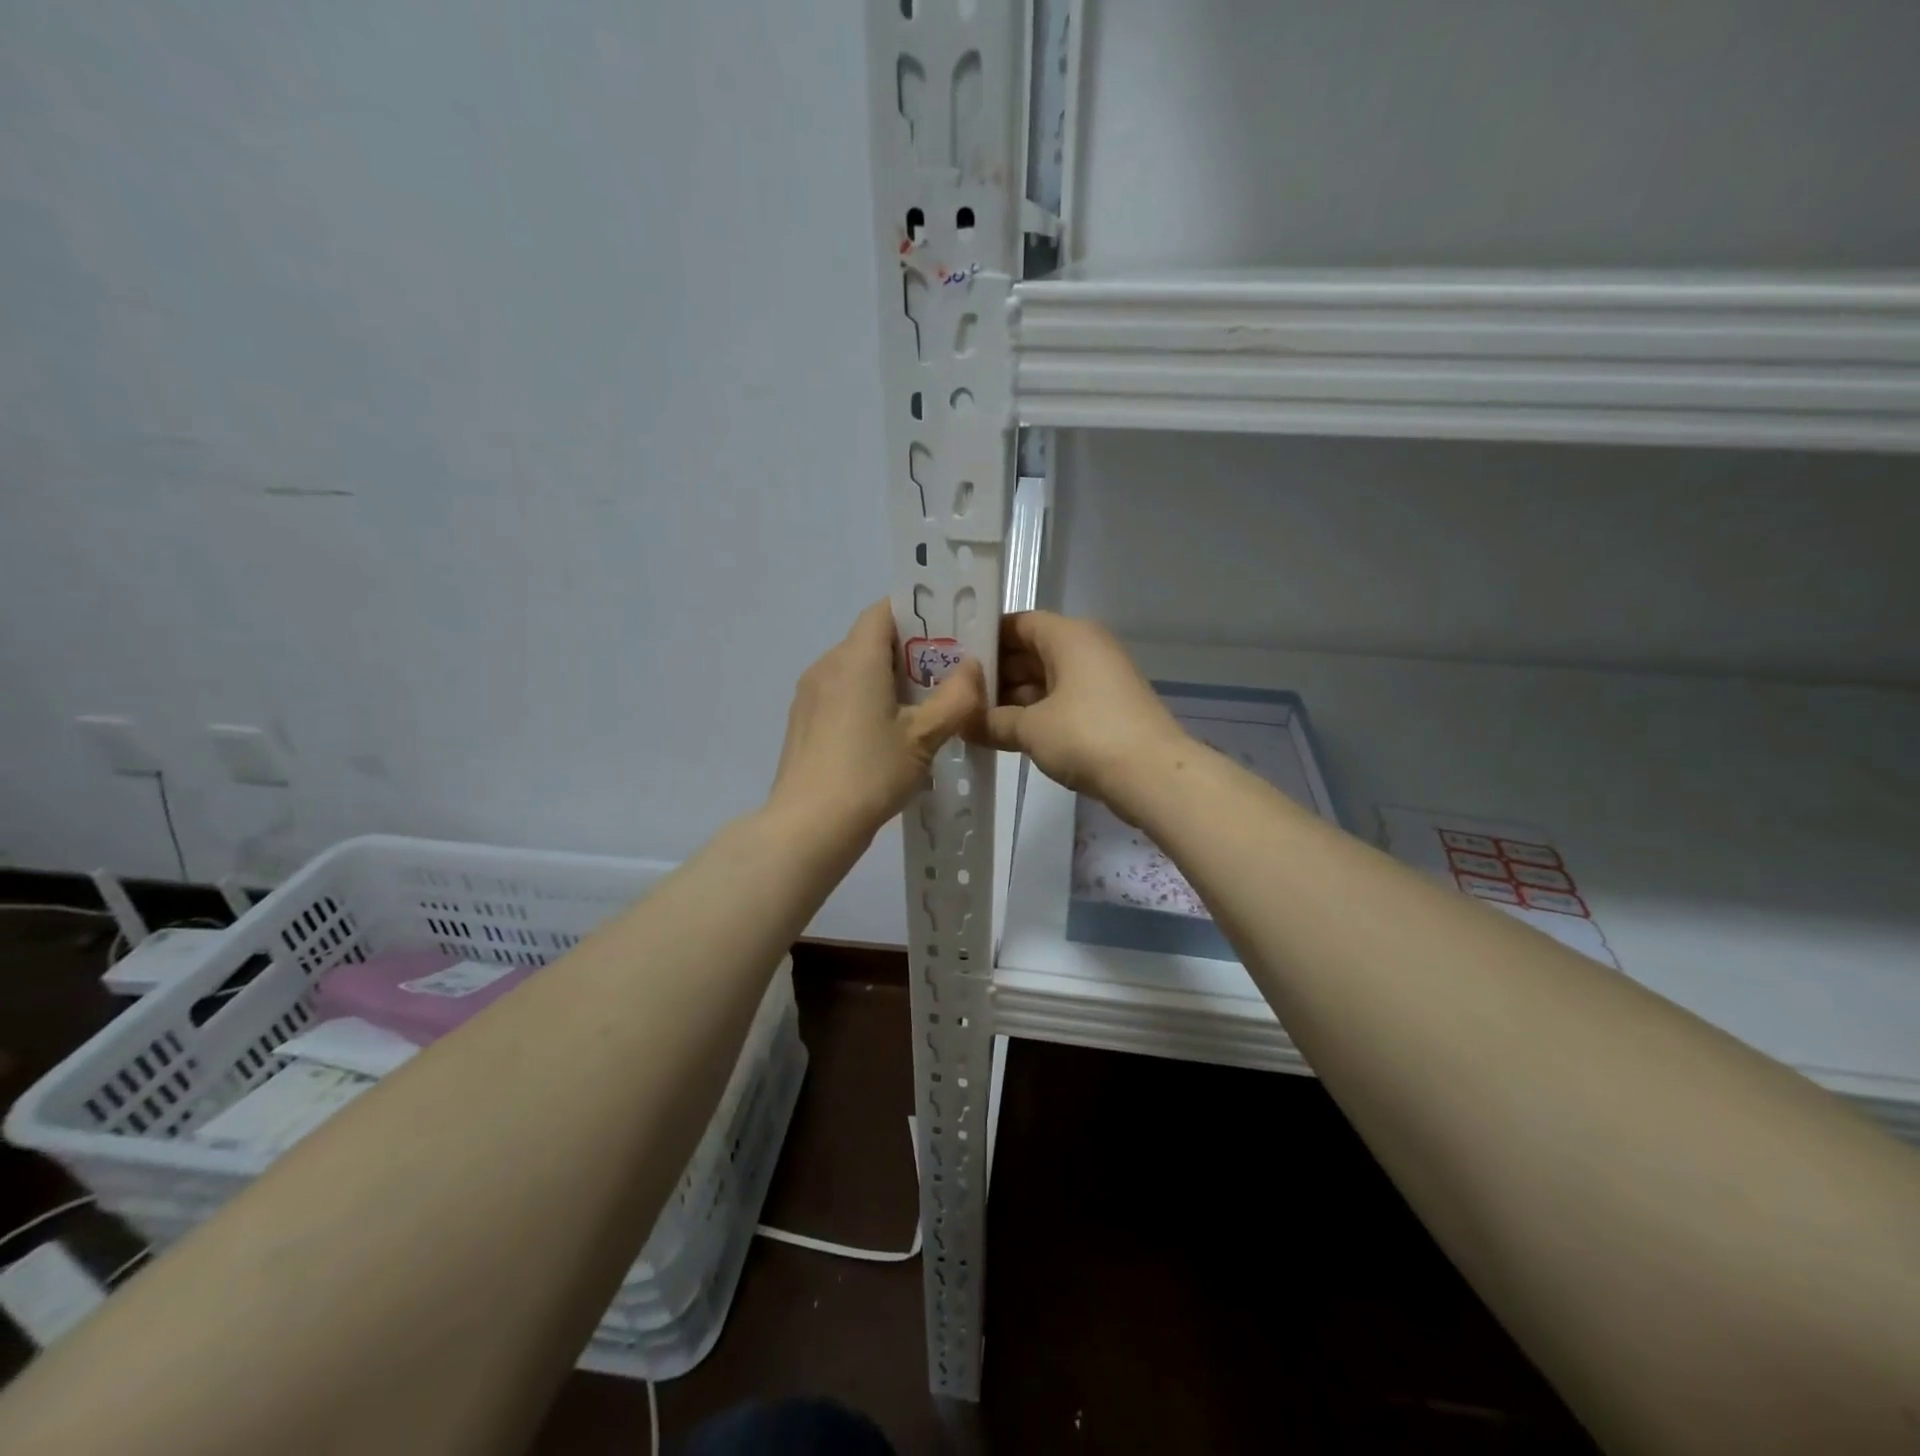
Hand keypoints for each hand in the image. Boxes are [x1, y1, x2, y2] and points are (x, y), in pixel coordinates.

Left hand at [767, 601, 985, 840]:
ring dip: (887, 679)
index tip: (947, 634)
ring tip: (919, 709)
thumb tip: (973, 668)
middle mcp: (827, 665)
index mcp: (855, 658)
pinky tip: (884, 735)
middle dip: (909, 652)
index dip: (917, 614)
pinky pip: (839, 694)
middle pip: (870, 640)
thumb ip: (956, 698)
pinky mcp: (802, 721)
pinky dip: (865, 700)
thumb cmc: (870, 772)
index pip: (884, 610)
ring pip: (854, 669)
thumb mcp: (924, 737)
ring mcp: (809, 695)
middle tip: (945, 677)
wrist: (809, 825)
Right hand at [977, 611, 1188, 814]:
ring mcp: (1100, 679)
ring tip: (973, 717)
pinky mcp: (1107, 708)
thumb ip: (992, 722)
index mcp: (1069, 636)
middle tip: (957, 694)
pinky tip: (1006, 733)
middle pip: (1031, 651)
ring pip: (1046, 679)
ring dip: (1014, 698)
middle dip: (996, 674)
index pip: (1018, 623)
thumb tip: (962, 723)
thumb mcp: (1031, 729)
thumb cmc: (1086, 736)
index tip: (955, 659)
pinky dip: (1036, 714)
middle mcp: (1087, 648)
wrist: (1153, 775)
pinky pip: (1062, 701)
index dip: (986, 638)